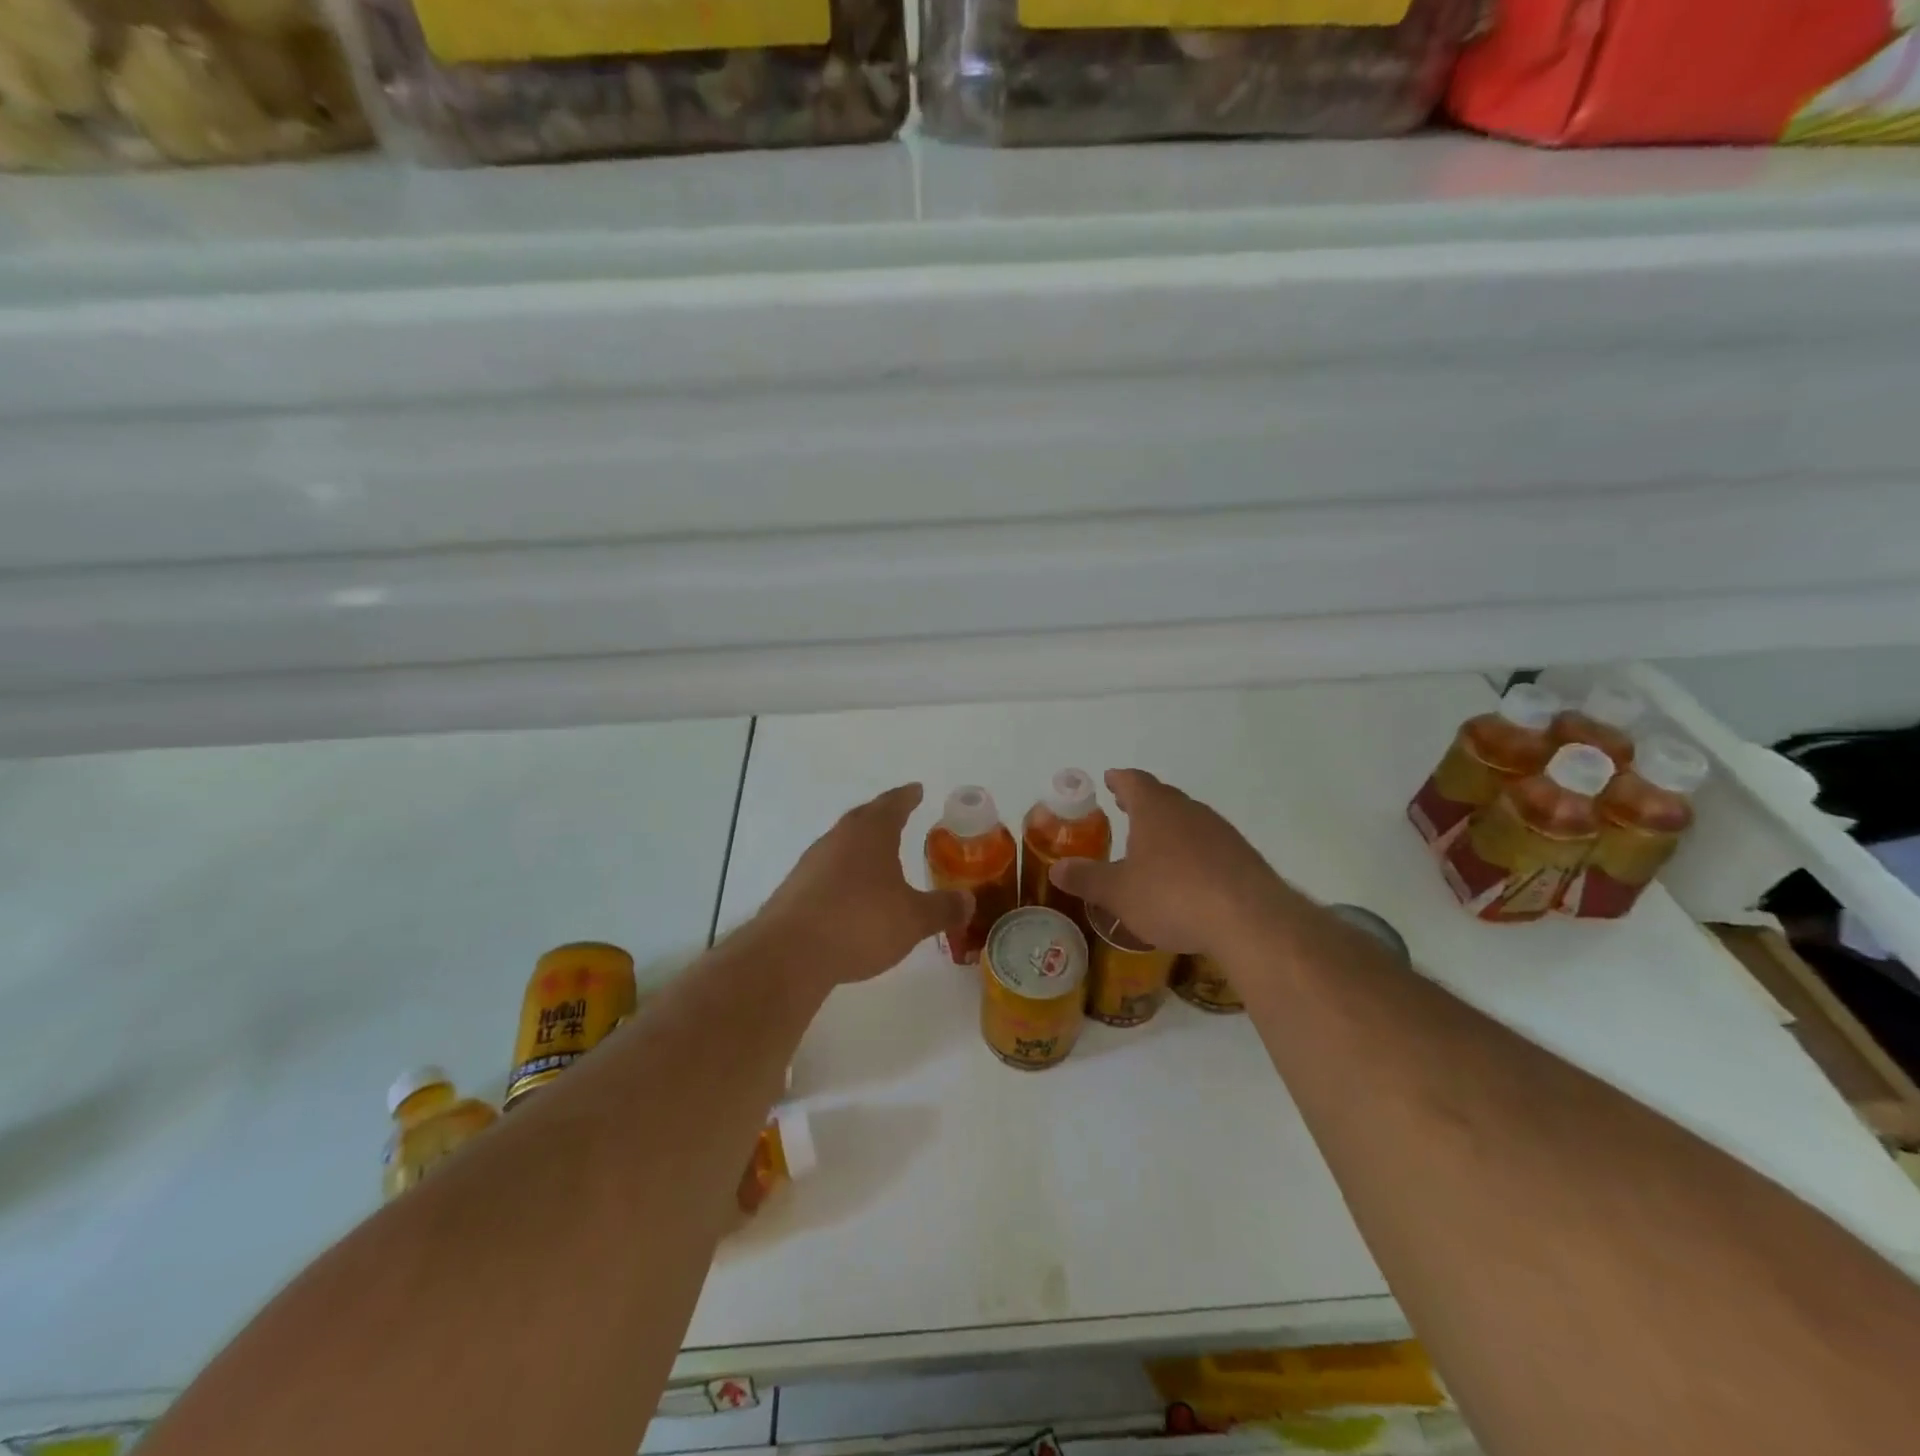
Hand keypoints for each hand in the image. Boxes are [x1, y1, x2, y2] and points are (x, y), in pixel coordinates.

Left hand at [756, 783, 971, 986]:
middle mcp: (839, 838)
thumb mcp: (913, 919)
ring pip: (842, 843)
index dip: (907, 797)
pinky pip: (827, 870)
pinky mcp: (795, 888)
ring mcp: (812, 862)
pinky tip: (850, 893)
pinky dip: (843, 872)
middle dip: (883, 815)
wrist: (790, 953)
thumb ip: (942, 908)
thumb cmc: (860, 923)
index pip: (893, 804)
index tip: (916, 790)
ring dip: (860, 845)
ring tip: (877, 856)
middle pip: (863, 818)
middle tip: (899, 814)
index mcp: (871, 833)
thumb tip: (968, 900)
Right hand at [1049, 769, 1292, 956]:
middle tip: (1124, 809)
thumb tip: (1056, 869)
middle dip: (1142, 802)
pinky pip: (1209, 844)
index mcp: (1155, 809)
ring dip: (1169, 827)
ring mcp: (1220, 831)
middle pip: (1163, 796)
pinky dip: (1192, 851)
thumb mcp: (1119, 893)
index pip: (1134, 781)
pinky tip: (1188, 875)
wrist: (1250, 920)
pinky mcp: (1242, 856)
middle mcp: (1189, 811)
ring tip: (1154, 845)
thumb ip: (1087, 879)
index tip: (1109, 778)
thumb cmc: (1172, 897)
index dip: (1119, 779)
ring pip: (1188, 819)